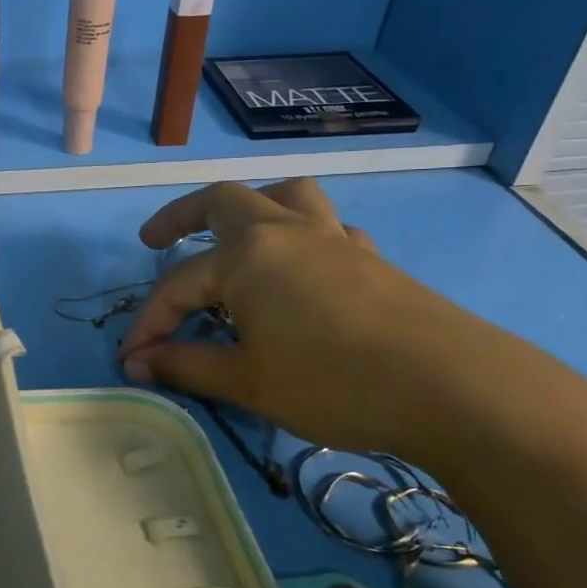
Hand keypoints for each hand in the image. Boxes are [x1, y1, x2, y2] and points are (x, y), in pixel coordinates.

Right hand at [118, 178, 497, 459]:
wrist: (456, 389)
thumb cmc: (333, 381)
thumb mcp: (246, 380)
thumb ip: (185, 366)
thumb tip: (137, 363)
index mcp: (246, 255)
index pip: (177, 286)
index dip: (148, 324)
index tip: (130, 360)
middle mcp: (285, 233)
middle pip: (222, 202)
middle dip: (180, 217)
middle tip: (153, 241)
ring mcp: (333, 240)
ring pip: (286, 198)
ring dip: (250, 207)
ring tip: (234, 235)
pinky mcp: (371, 260)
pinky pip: (328, 231)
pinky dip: (303, 239)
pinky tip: (303, 272)